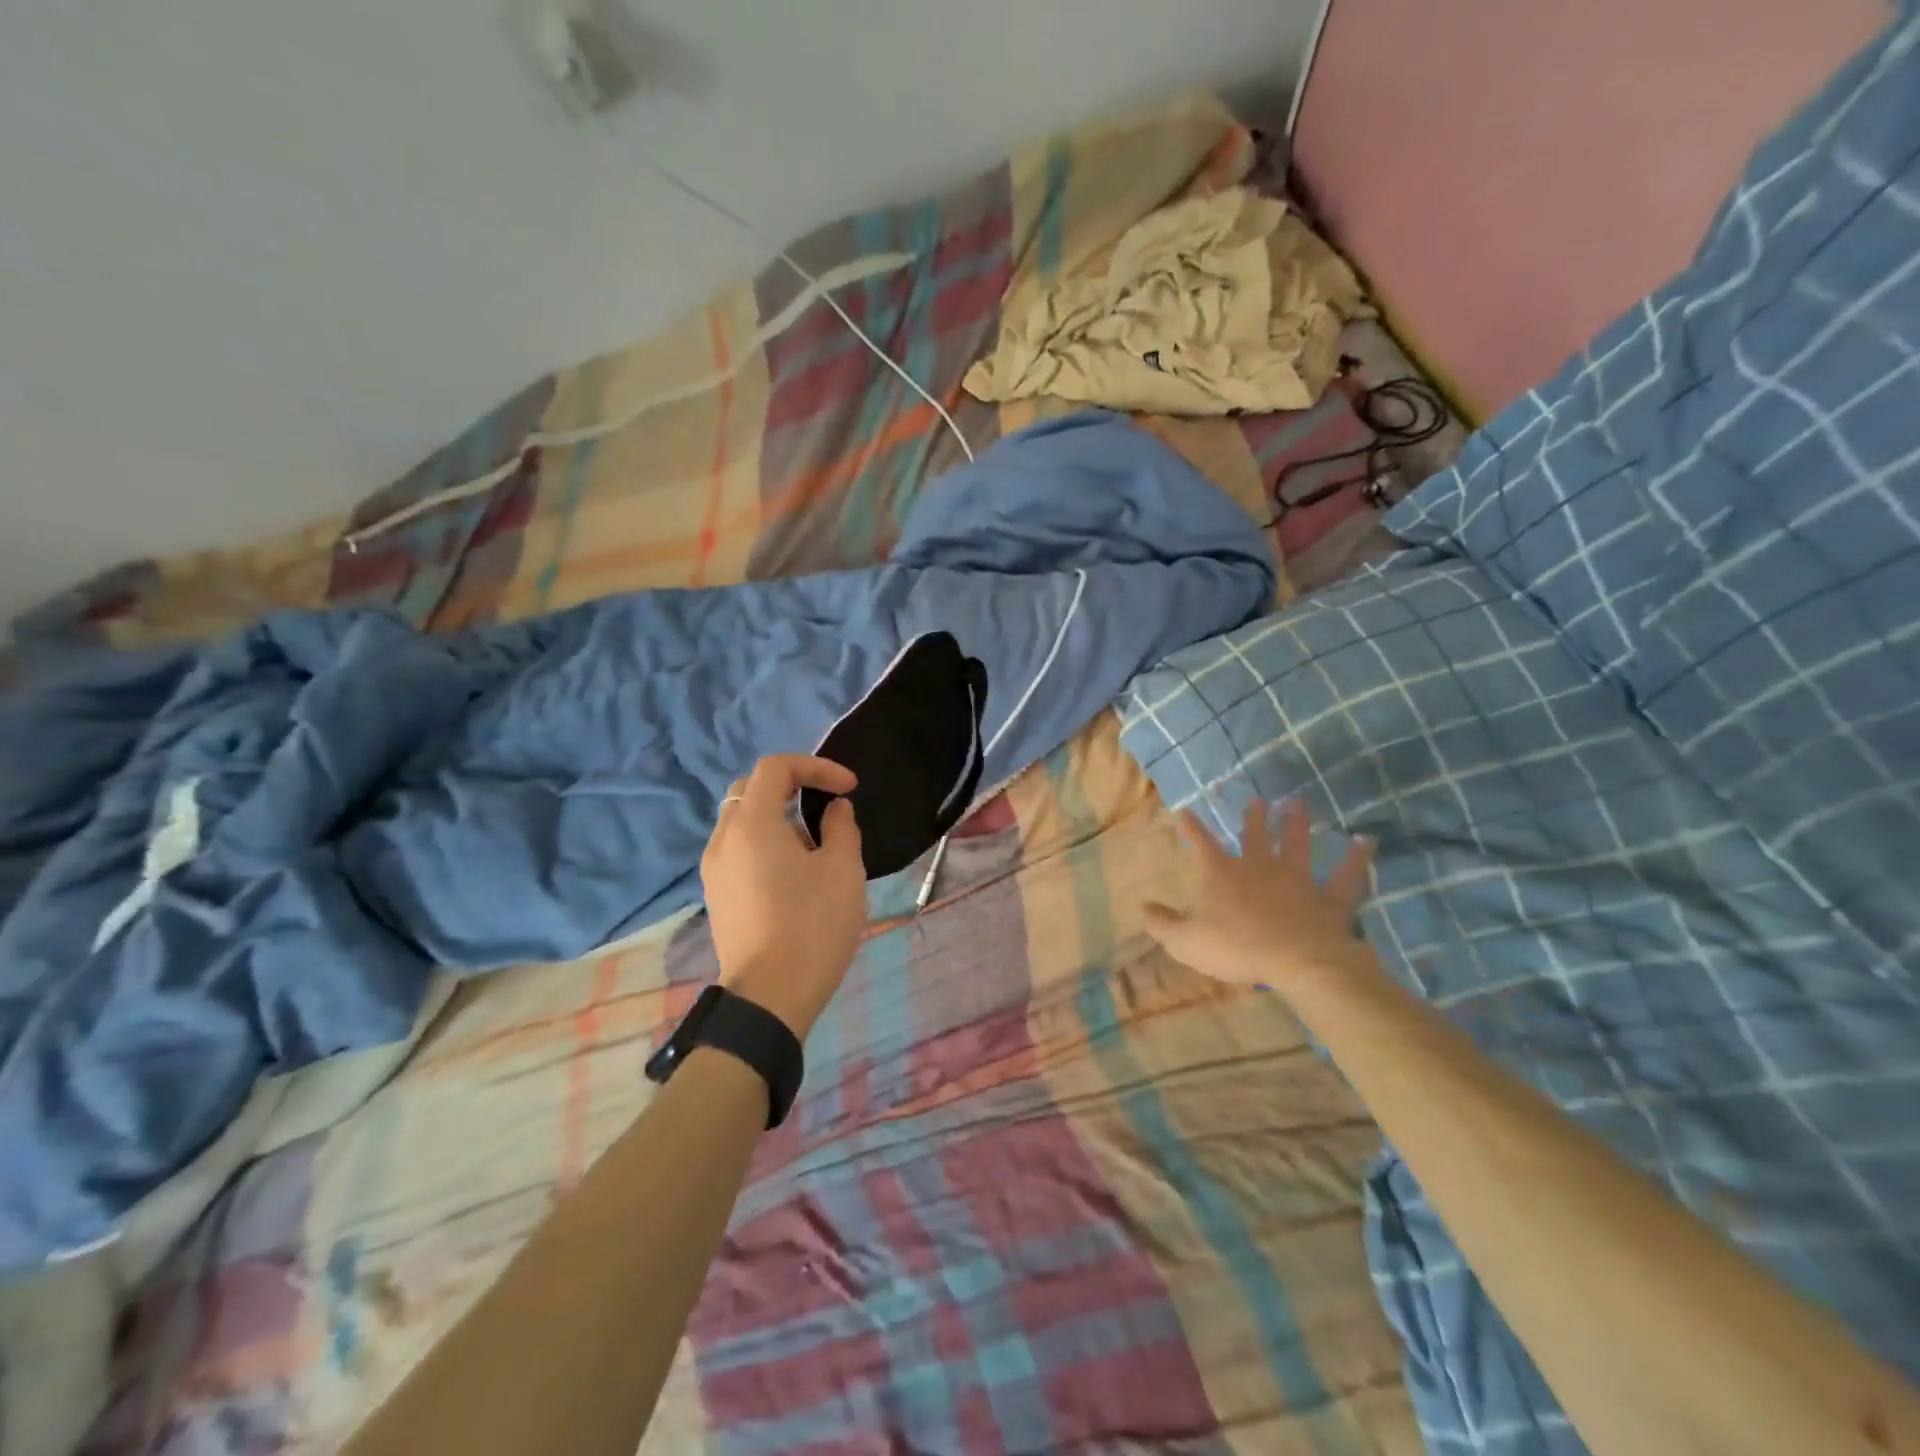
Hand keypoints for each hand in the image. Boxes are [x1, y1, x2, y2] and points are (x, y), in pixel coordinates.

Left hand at [701, 755, 865, 1039]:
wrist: (769, 998)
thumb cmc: (812, 926)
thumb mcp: (843, 870)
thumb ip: (841, 827)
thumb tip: (834, 810)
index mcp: (751, 823)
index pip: (775, 768)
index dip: (816, 766)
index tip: (849, 788)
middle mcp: (723, 838)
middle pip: (750, 789)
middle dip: (792, 786)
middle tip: (826, 806)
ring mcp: (713, 869)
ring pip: (742, 821)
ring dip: (778, 817)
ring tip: (816, 846)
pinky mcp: (716, 895)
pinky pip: (738, 849)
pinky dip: (765, 842)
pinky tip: (793, 874)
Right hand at [1145, 797, 1376, 991]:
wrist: (1296, 961)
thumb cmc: (1235, 948)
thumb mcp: (1185, 942)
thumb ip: (1162, 924)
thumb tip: (1143, 906)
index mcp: (1222, 874)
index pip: (1201, 844)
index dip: (1192, 828)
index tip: (1185, 811)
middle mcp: (1260, 866)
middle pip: (1255, 835)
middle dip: (1253, 817)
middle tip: (1256, 800)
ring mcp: (1298, 878)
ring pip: (1298, 844)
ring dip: (1297, 823)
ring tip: (1297, 802)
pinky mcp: (1329, 897)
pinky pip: (1347, 875)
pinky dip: (1358, 859)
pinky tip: (1368, 841)